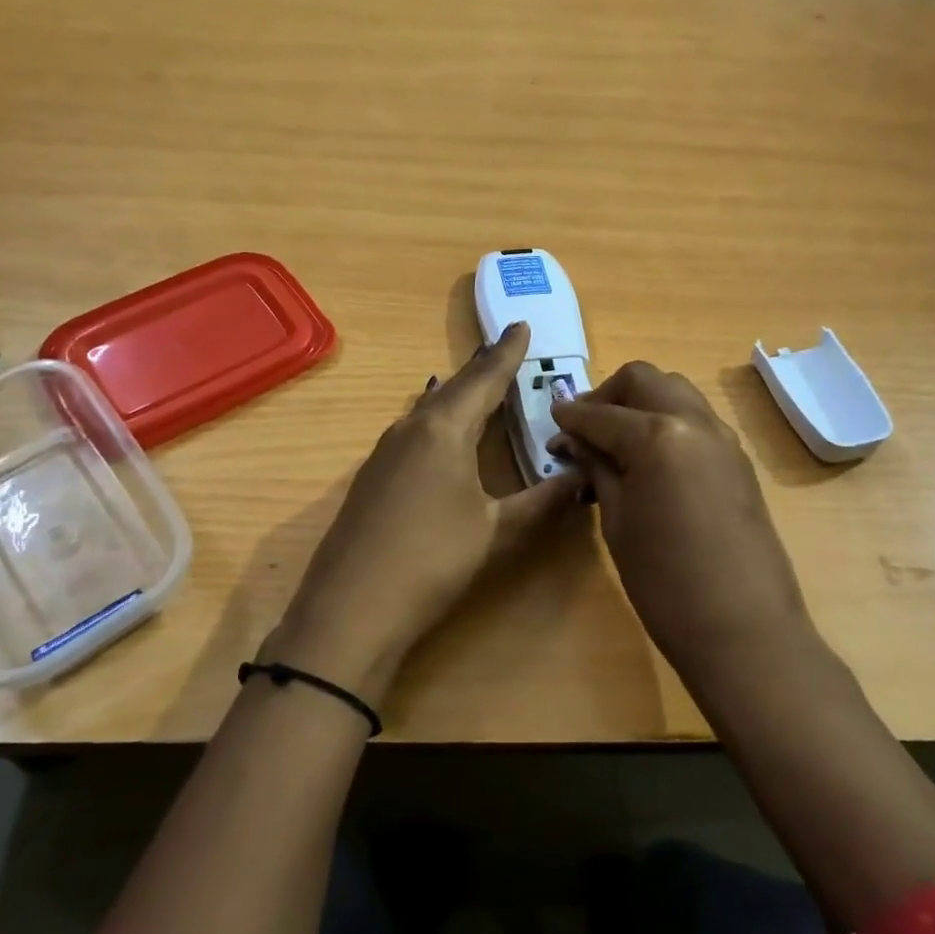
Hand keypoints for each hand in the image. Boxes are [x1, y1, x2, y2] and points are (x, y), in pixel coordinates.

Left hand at [263, 322, 581, 705]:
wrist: (352, 608)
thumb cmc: (433, 560)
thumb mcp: (496, 531)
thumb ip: (542, 501)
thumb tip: (582, 478)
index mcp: (444, 429)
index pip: (484, 380)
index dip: (507, 354)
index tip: (521, 325)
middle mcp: (411, 429)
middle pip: (454, 388)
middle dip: (482, 369)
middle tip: (506, 350)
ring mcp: (384, 452)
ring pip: (429, 408)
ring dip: (457, 394)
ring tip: (477, 384)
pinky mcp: (372, 477)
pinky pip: (413, 430)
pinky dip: (436, 419)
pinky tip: (438, 431)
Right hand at [548, 362, 816, 684]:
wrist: (743, 629)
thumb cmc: (664, 581)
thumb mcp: (617, 521)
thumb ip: (597, 468)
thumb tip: (573, 441)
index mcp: (658, 435)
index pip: (602, 413)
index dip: (571, 416)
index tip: (551, 422)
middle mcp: (695, 422)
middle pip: (645, 381)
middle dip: (609, 395)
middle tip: (585, 428)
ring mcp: (724, 439)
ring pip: (675, 392)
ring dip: (641, 404)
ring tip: (615, 442)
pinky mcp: (738, 460)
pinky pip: (696, 420)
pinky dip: (666, 422)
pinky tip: (648, 460)